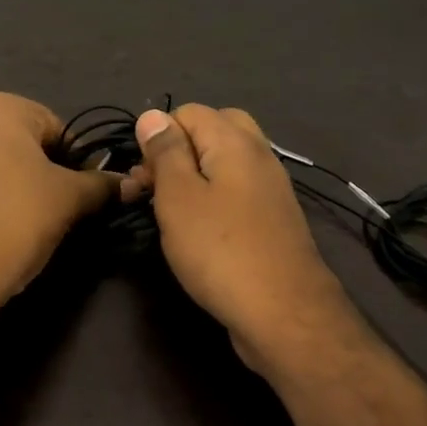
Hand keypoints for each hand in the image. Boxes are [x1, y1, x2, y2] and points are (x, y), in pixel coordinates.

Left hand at [0, 93, 120, 308]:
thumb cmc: (17, 216)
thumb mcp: (70, 199)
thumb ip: (100, 185)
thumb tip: (129, 183)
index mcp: (2, 108)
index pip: (58, 128)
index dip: (79, 160)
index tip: (87, 191)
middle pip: (26, 147)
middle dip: (48, 175)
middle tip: (66, 209)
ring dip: (21, 192)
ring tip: (36, 227)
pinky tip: (4, 236)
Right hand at [133, 105, 355, 371]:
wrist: (284, 313)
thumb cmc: (220, 250)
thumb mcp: (179, 197)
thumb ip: (165, 152)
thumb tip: (152, 115)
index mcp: (234, 141)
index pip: (187, 112)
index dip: (157, 137)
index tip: (142, 177)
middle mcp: (258, 155)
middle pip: (213, 131)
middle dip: (178, 151)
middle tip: (156, 188)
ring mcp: (270, 188)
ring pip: (225, 163)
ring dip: (194, 178)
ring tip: (171, 213)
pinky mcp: (273, 218)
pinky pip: (237, 191)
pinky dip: (214, 199)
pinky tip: (200, 230)